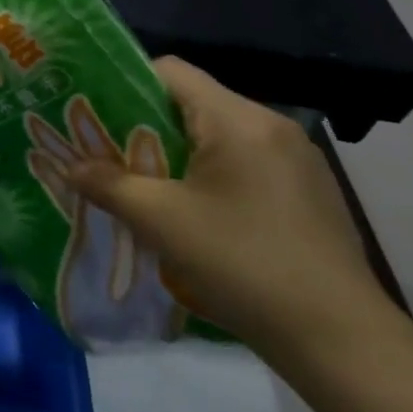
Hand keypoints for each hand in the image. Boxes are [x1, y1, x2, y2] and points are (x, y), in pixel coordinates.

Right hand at [65, 57, 391, 358]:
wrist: (341, 340)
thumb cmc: (243, 264)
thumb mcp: (162, 223)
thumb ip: (110, 185)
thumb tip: (72, 167)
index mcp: (238, 119)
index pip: (171, 71)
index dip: (126, 85)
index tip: (97, 116)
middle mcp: (272, 125)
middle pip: (195, 104)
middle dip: (148, 126)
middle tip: (113, 156)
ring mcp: (298, 159)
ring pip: (220, 136)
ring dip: (181, 155)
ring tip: (151, 188)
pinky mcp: (311, 192)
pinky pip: (248, 164)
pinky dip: (215, 176)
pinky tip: (202, 217)